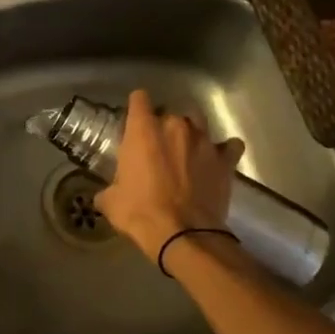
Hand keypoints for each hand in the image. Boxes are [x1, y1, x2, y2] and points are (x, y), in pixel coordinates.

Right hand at [95, 89, 243, 256]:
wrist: (183, 235)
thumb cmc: (140, 212)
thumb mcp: (111, 202)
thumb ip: (108, 189)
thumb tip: (104, 195)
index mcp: (143, 130)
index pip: (139, 98)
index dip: (137, 107)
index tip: (135, 121)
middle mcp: (175, 126)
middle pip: (170, 111)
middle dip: (164, 126)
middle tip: (159, 147)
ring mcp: (204, 140)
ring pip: (199, 121)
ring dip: (192, 131)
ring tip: (187, 149)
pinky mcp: (225, 160)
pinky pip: (230, 146)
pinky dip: (224, 150)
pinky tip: (218, 159)